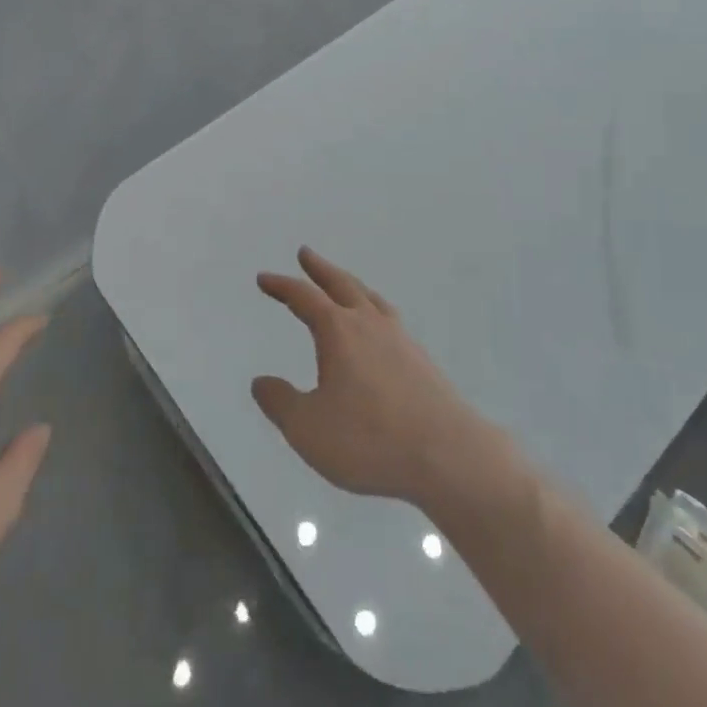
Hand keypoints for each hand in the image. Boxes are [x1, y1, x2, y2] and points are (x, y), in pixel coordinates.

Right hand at [251, 247, 501, 505]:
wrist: (446, 454)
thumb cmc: (369, 439)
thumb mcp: (308, 429)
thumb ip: (281, 403)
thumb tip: (260, 381)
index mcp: (339, 332)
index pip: (304, 298)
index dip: (282, 286)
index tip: (264, 278)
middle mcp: (369, 324)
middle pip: (341, 284)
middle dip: (320, 268)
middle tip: (306, 253)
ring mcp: (400, 339)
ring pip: (370, 298)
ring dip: (350, 285)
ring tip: (343, 283)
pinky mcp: (421, 360)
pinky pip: (389, 319)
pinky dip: (374, 310)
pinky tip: (378, 328)